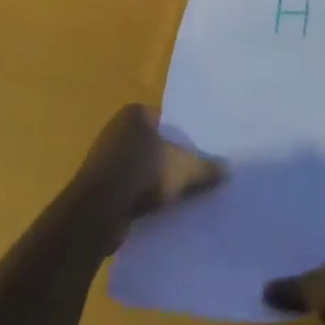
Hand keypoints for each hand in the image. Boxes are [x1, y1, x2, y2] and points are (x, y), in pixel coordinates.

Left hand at [74, 105, 225, 229]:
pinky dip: (139, 197)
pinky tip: (156, 210)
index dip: (183, 136)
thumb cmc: (143, 173)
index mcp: (135, 114)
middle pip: (152, 144)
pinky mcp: (96, 186)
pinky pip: (126, 188)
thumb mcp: (186, 170)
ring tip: (177, 194)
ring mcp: (103, 159)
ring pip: (139, 167)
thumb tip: (228, 170)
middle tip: (191, 172)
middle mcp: (116, 130)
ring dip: (153, 180)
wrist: (97, 211)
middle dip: (168, 158)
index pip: (166, 120)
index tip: (198, 152)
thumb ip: (207, 168)